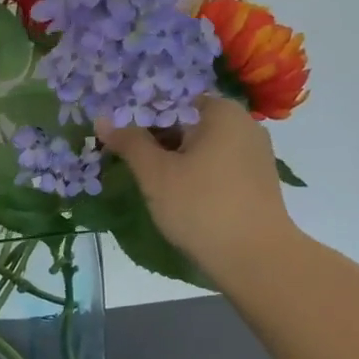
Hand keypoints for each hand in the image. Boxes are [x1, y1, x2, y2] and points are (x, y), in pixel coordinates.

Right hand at [97, 97, 299, 287]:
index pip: (170, 101)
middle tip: (130, 162)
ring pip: (202, 146)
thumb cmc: (201, 206)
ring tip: (150, 182)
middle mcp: (243, 124)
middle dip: (157, 140)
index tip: (119, 139)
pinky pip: (218, 166)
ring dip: (175, 159)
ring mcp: (254, 153)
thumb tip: (101, 119)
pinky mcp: (257, 180)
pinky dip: (196, 174)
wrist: (255, 257)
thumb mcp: (156, 174)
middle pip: (187, 122)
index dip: (139, 118)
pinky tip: (180, 196)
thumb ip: (129, 143)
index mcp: (221, 111)